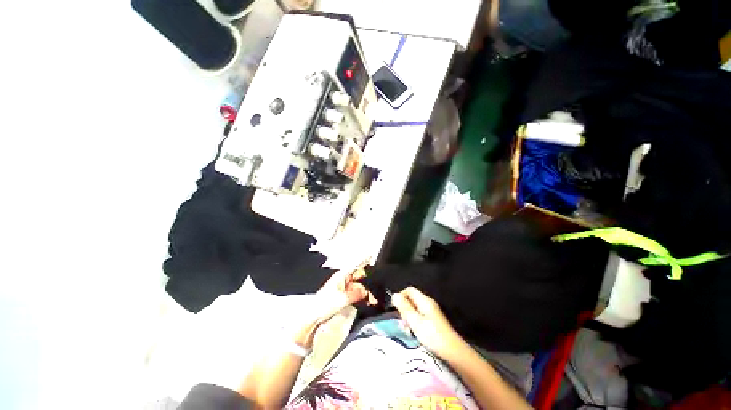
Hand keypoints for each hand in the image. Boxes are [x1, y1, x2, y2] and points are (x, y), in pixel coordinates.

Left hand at [310, 264, 376, 324]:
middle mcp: (344, 280)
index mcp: (341, 276)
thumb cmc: (322, 305)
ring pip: (359, 286)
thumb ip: (354, 294)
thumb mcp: (341, 299)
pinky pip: (356, 294)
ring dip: (366, 292)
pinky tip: (367, 302)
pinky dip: (362, 297)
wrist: (314, 316)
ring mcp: (345, 288)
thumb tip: (365, 291)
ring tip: (372, 299)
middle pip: (359, 277)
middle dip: (367, 281)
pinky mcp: (345, 296)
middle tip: (375, 289)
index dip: (363, 261)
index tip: (371, 257)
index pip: (355, 266)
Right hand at [391, 287, 463, 359]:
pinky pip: (420, 316)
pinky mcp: (434, 321)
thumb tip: (394, 295)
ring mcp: (432, 312)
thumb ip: (404, 308)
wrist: (453, 352)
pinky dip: (414, 322)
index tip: (396, 310)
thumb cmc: (433, 336)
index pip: (409, 290)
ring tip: (407, 330)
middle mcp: (428, 303)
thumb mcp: (415, 322)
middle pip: (411, 299)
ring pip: (415, 309)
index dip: (400, 296)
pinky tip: (414, 333)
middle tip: (402, 323)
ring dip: (408, 317)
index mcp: (424, 301)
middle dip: (404, 309)